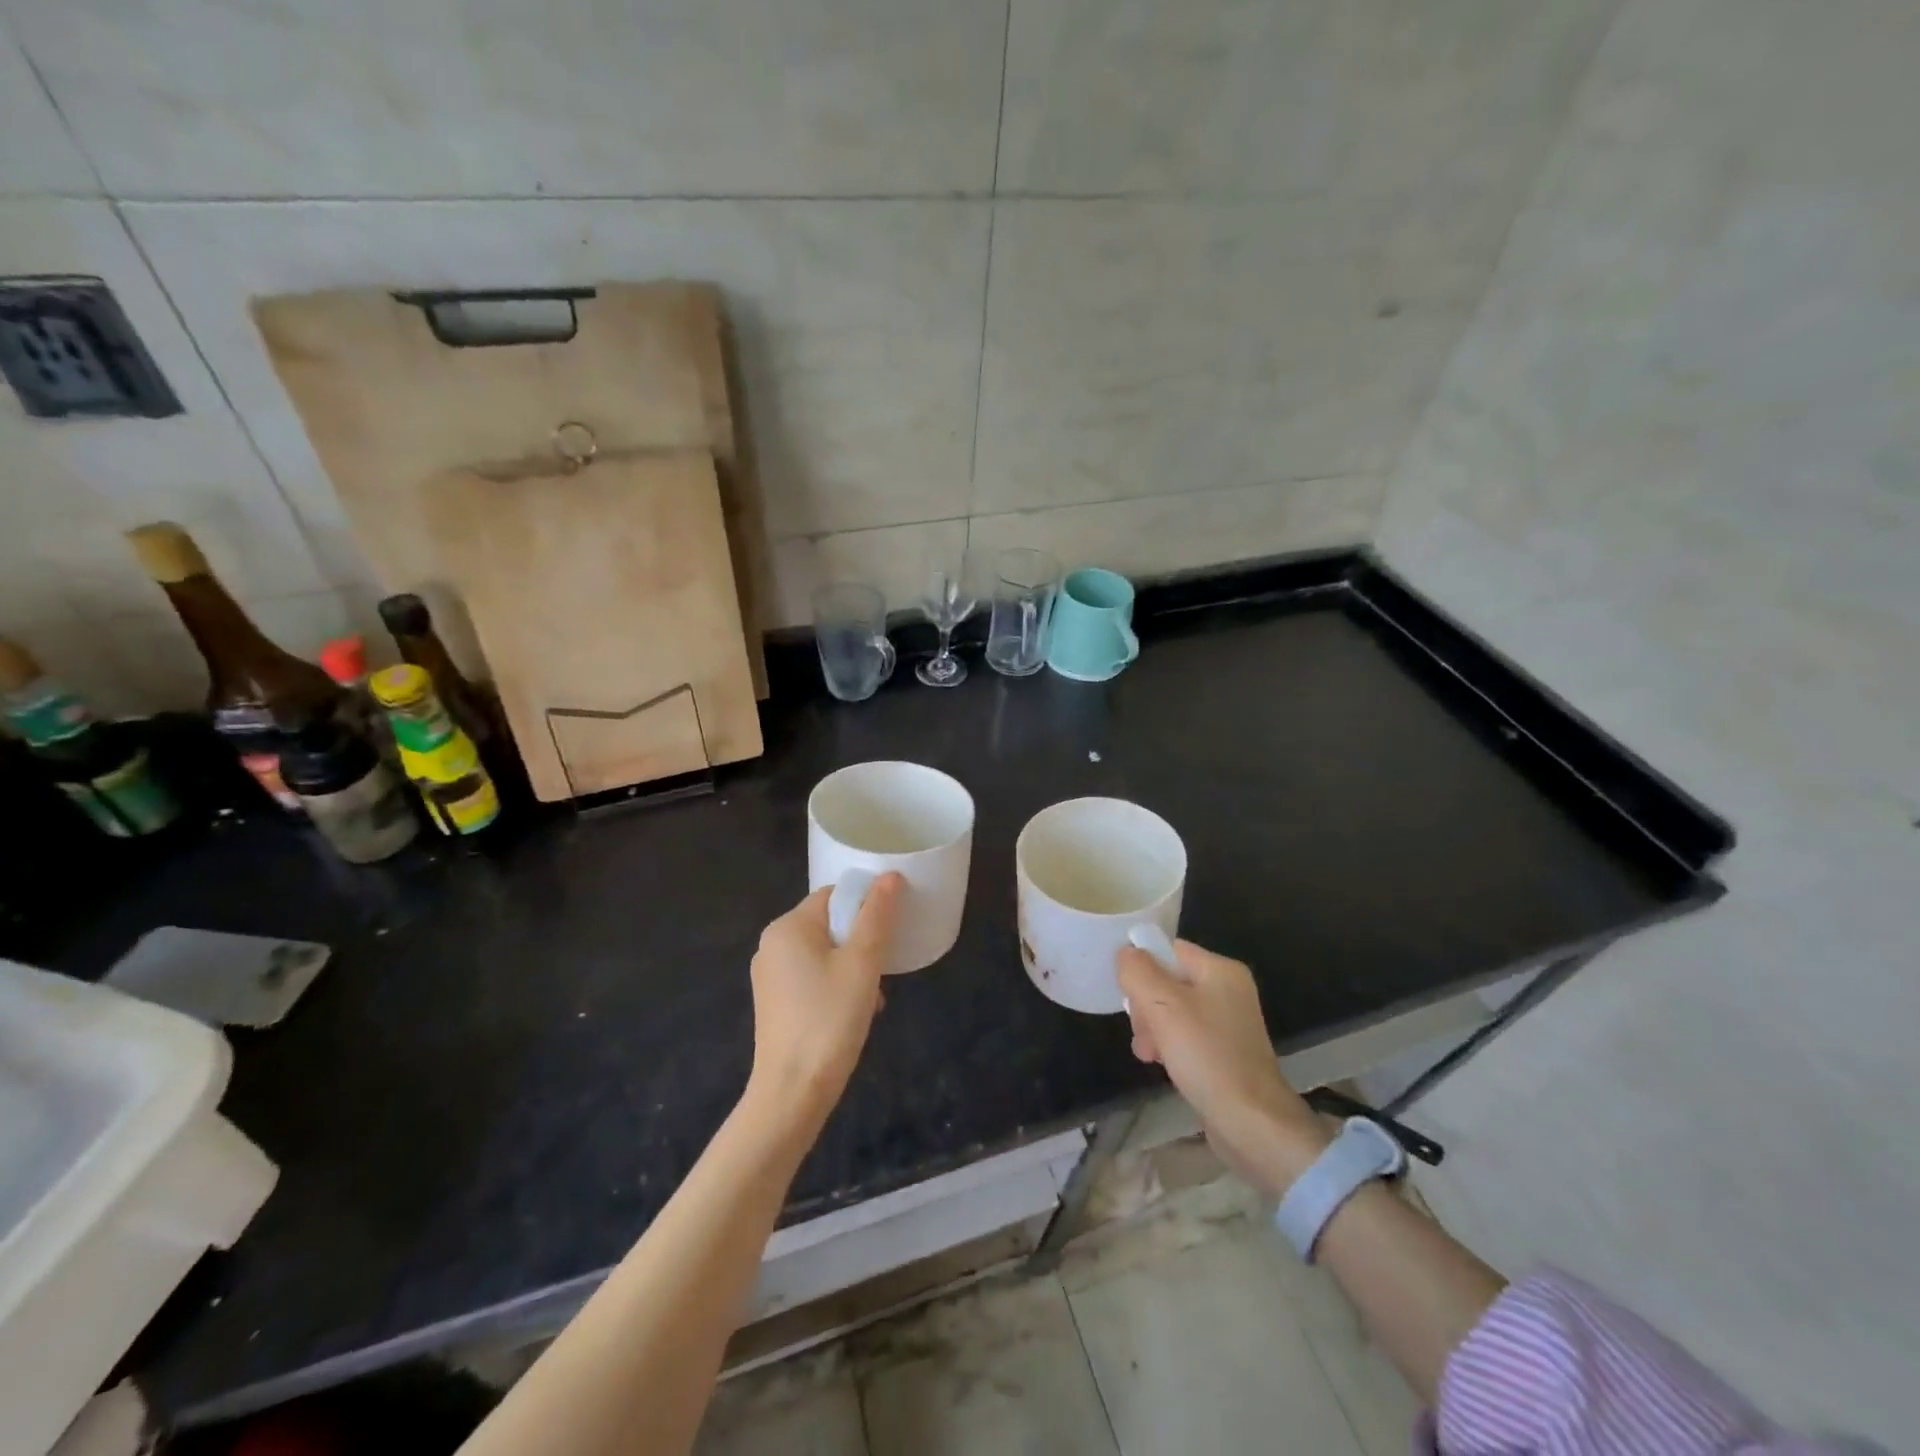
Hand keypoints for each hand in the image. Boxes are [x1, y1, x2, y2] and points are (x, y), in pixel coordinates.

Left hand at [747, 874, 902, 1115]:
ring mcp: (770, 976)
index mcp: (788, 927)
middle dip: (861, 943)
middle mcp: (772, 945)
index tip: (889, 933)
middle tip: (882, 970)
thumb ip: (876, 915)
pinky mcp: (774, 1003)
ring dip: (853, 968)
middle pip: (829, 924)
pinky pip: (812, 978)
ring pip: (824, 954)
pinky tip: (855, 1014)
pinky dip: (836, 986)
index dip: (865, 907)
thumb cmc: (830, 1019)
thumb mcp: (862, 963)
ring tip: (873, 997)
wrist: (793, 1092)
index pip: (834, 895)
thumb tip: (890, 876)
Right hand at [1117, 938, 1330, 1196]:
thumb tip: (1126, 953)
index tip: (1129, 997)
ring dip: (1153, 1027)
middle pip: (1169, 980)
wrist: (1251, 1122)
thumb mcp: (1163, 1006)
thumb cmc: (1207, 1055)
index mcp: (1221, 970)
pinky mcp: (1225, 1051)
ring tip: (1147, 1052)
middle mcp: (1228, 990)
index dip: (1143, 968)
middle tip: (1141, 1030)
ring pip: (1173, 1011)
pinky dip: (1169, 1045)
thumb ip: (1139, 971)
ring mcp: (1229, 1022)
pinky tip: (1160, 1063)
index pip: (1169, 950)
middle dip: (1146, 1005)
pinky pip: (1186, 1035)